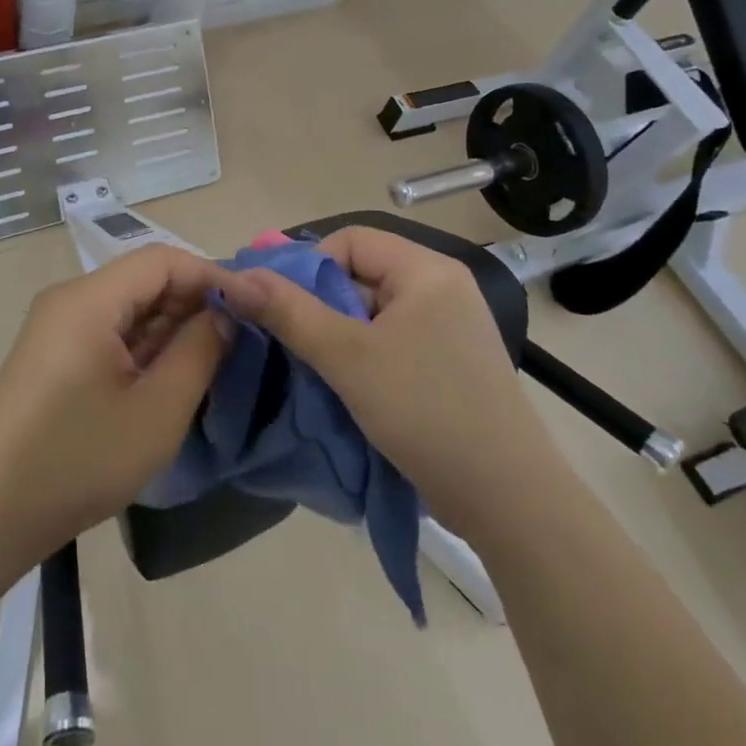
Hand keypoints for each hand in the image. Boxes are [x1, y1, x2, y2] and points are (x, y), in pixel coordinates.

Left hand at [0, 244, 236, 583]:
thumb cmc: (79, 461)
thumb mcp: (156, 412)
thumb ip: (198, 352)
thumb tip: (224, 315)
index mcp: (88, 299)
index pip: (162, 261)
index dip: (212, 275)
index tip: (255, 305)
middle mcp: (70, 299)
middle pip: (144, 279)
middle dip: (194, 301)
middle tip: (241, 336)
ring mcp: (59, 326)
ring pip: (129, 306)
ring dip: (172, 326)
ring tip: (216, 356)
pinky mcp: (56, 353)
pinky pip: (111, 331)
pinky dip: (146, 345)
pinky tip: (173, 373)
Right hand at [227, 227, 559, 539]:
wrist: (511, 503)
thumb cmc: (427, 413)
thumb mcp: (348, 358)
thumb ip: (289, 312)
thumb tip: (235, 278)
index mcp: (426, 270)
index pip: (350, 241)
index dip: (310, 267)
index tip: (283, 309)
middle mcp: (441, 288)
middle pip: (360, 275)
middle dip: (320, 306)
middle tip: (293, 344)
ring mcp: (447, 328)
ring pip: (371, 313)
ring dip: (337, 336)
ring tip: (314, 369)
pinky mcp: (447, 363)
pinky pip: (390, 341)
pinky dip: (361, 356)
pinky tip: (344, 387)